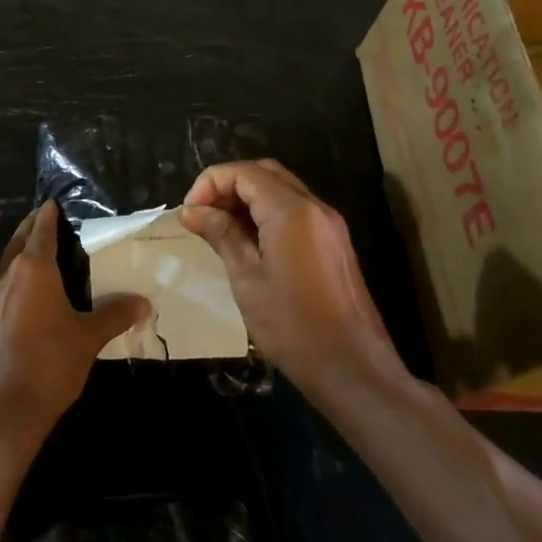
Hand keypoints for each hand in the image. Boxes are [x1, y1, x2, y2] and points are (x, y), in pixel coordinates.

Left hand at [0, 202, 150, 443]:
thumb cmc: (49, 364)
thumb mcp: (88, 338)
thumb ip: (114, 314)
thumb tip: (143, 303)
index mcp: (32, 269)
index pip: (41, 229)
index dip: (48, 215)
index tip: (54, 203)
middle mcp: (6, 276)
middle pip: (18, 241)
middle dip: (32, 228)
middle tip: (47, 220)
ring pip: (6, 265)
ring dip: (20, 254)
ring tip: (41, 256)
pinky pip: (0, 289)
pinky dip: (14, 281)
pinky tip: (27, 297)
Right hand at [180, 160, 394, 393]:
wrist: (353, 368)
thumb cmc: (292, 325)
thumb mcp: (247, 279)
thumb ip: (221, 235)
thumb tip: (192, 210)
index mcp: (291, 211)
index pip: (244, 172)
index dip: (210, 183)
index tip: (189, 212)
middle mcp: (315, 207)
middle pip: (265, 173)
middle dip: (229, 185)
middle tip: (202, 215)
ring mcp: (329, 225)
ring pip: (282, 190)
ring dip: (248, 198)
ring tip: (219, 228)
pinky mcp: (335, 243)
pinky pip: (296, 211)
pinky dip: (268, 213)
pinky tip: (249, 242)